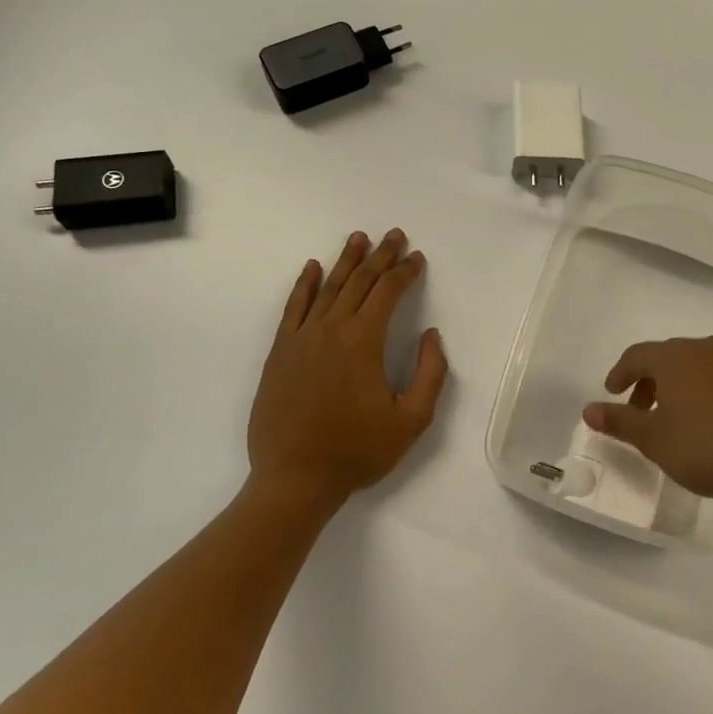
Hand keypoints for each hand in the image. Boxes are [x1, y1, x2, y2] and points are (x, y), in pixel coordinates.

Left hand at [248, 229, 448, 515]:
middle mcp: (331, 329)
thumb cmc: (357, 451)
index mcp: (364, 342)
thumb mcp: (412, 420)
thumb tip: (432, 335)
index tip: (417, 258)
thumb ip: (430, 373)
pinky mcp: (280, 352)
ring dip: (346, 261)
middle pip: (359, 282)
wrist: (295, 478)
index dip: (405, 272)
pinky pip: (293, 307)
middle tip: (395, 235)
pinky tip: (312, 268)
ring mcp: (301, 338)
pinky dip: (304, 284)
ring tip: (359, 238)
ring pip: (327, 288)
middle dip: (380, 256)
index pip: (388, 293)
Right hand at [583, 336, 712, 517]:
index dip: (620, 373)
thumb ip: (620, 423)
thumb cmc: (711, 446)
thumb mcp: (656, 441)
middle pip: (671, 357)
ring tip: (684, 418)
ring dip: (686, 387)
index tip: (612, 392)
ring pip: (704, 367)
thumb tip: (588, 410)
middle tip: (643, 409)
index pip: (638, 355)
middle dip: (652, 381)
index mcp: (675, 358)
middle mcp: (709, 350)